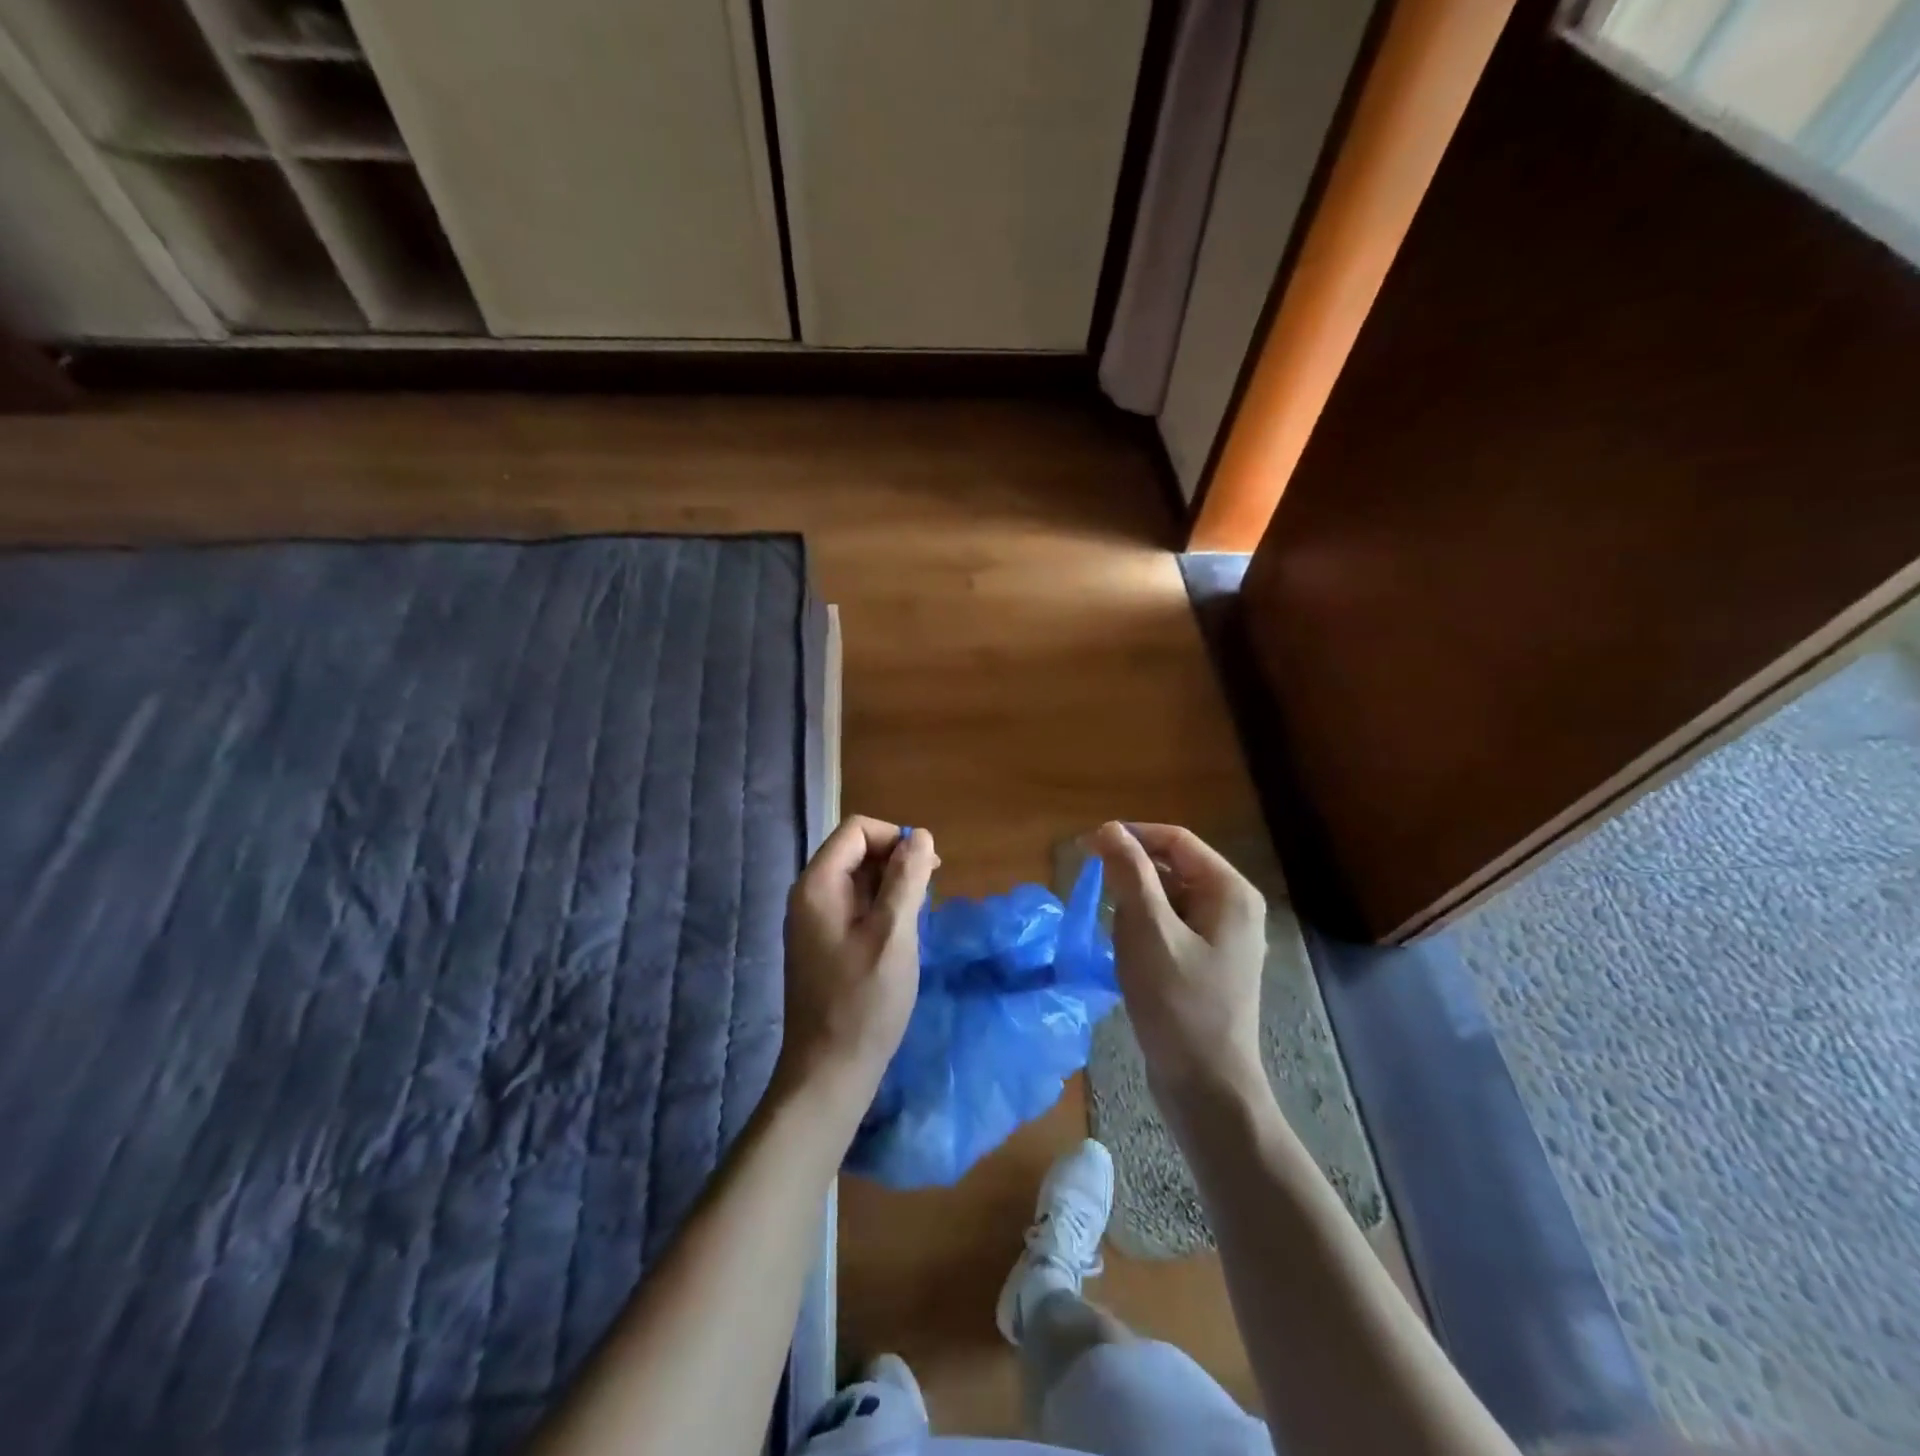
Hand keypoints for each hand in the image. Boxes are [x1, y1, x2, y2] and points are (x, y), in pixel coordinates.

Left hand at [776, 816, 939, 1113]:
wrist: (829, 1072)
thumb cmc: (864, 1002)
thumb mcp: (894, 935)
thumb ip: (907, 880)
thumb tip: (919, 835)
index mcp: (817, 885)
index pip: (857, 830)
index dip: (894, 839)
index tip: (926, 869)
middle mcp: (809, 895)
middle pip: (856, 851)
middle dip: (896, 862)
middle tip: (928, 895)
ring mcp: (813, 922)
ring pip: (858, 880)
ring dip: (892, 887)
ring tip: (917, 918)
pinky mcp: (823, 944)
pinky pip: (855, 907)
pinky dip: (881, 909)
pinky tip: (900, 936)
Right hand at [1090, 822, 1266, 1100]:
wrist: (1206, 1088)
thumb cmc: (1178, 1004)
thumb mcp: (1147, 931)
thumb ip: (1129, 874)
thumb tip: (1109, 829)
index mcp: (1229, 892)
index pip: (1175, 840)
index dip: (1130, 836)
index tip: (1086, 848)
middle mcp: (1232, 907)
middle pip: (1172, 867)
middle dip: (1131, 877)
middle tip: (1095, 896)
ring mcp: (1222, 938)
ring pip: (1167, 899)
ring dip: (1134, 908)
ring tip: (1115, 937)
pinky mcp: (1207, 963)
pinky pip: (1169, 927)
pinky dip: (1143, 931)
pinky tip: (1125, 955)